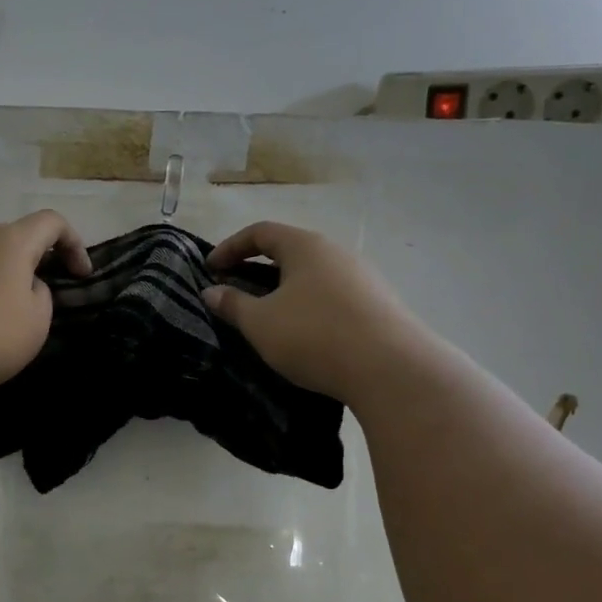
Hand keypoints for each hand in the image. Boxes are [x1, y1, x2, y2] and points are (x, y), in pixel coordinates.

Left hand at [0, 210, 90, 392]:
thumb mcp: (37, 322)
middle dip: (38, 260)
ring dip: (7, 277)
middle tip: (47, 293)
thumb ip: (42, 296)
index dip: (74, 243)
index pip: (52, 222)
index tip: (81, 276)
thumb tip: (26, 287)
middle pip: (17, 237)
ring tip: (11, 313)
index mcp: (12, 241)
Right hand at [204, 222, 417, 403]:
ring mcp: (363, 278)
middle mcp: (337, 253)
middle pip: (290, 251)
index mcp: (306, 246)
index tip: (210, 269)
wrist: (391, 369)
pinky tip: (305, 334)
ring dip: (285, 290)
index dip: (230, 247)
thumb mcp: (261, 323)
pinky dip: (309, 307)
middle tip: (236, 292)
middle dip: (258, 269)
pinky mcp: (378, 305)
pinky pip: (333, 297)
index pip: (261, 232)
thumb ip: (232, 305)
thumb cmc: (314, 336)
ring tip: (268, 316)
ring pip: (313, 276)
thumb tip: (211, 292)